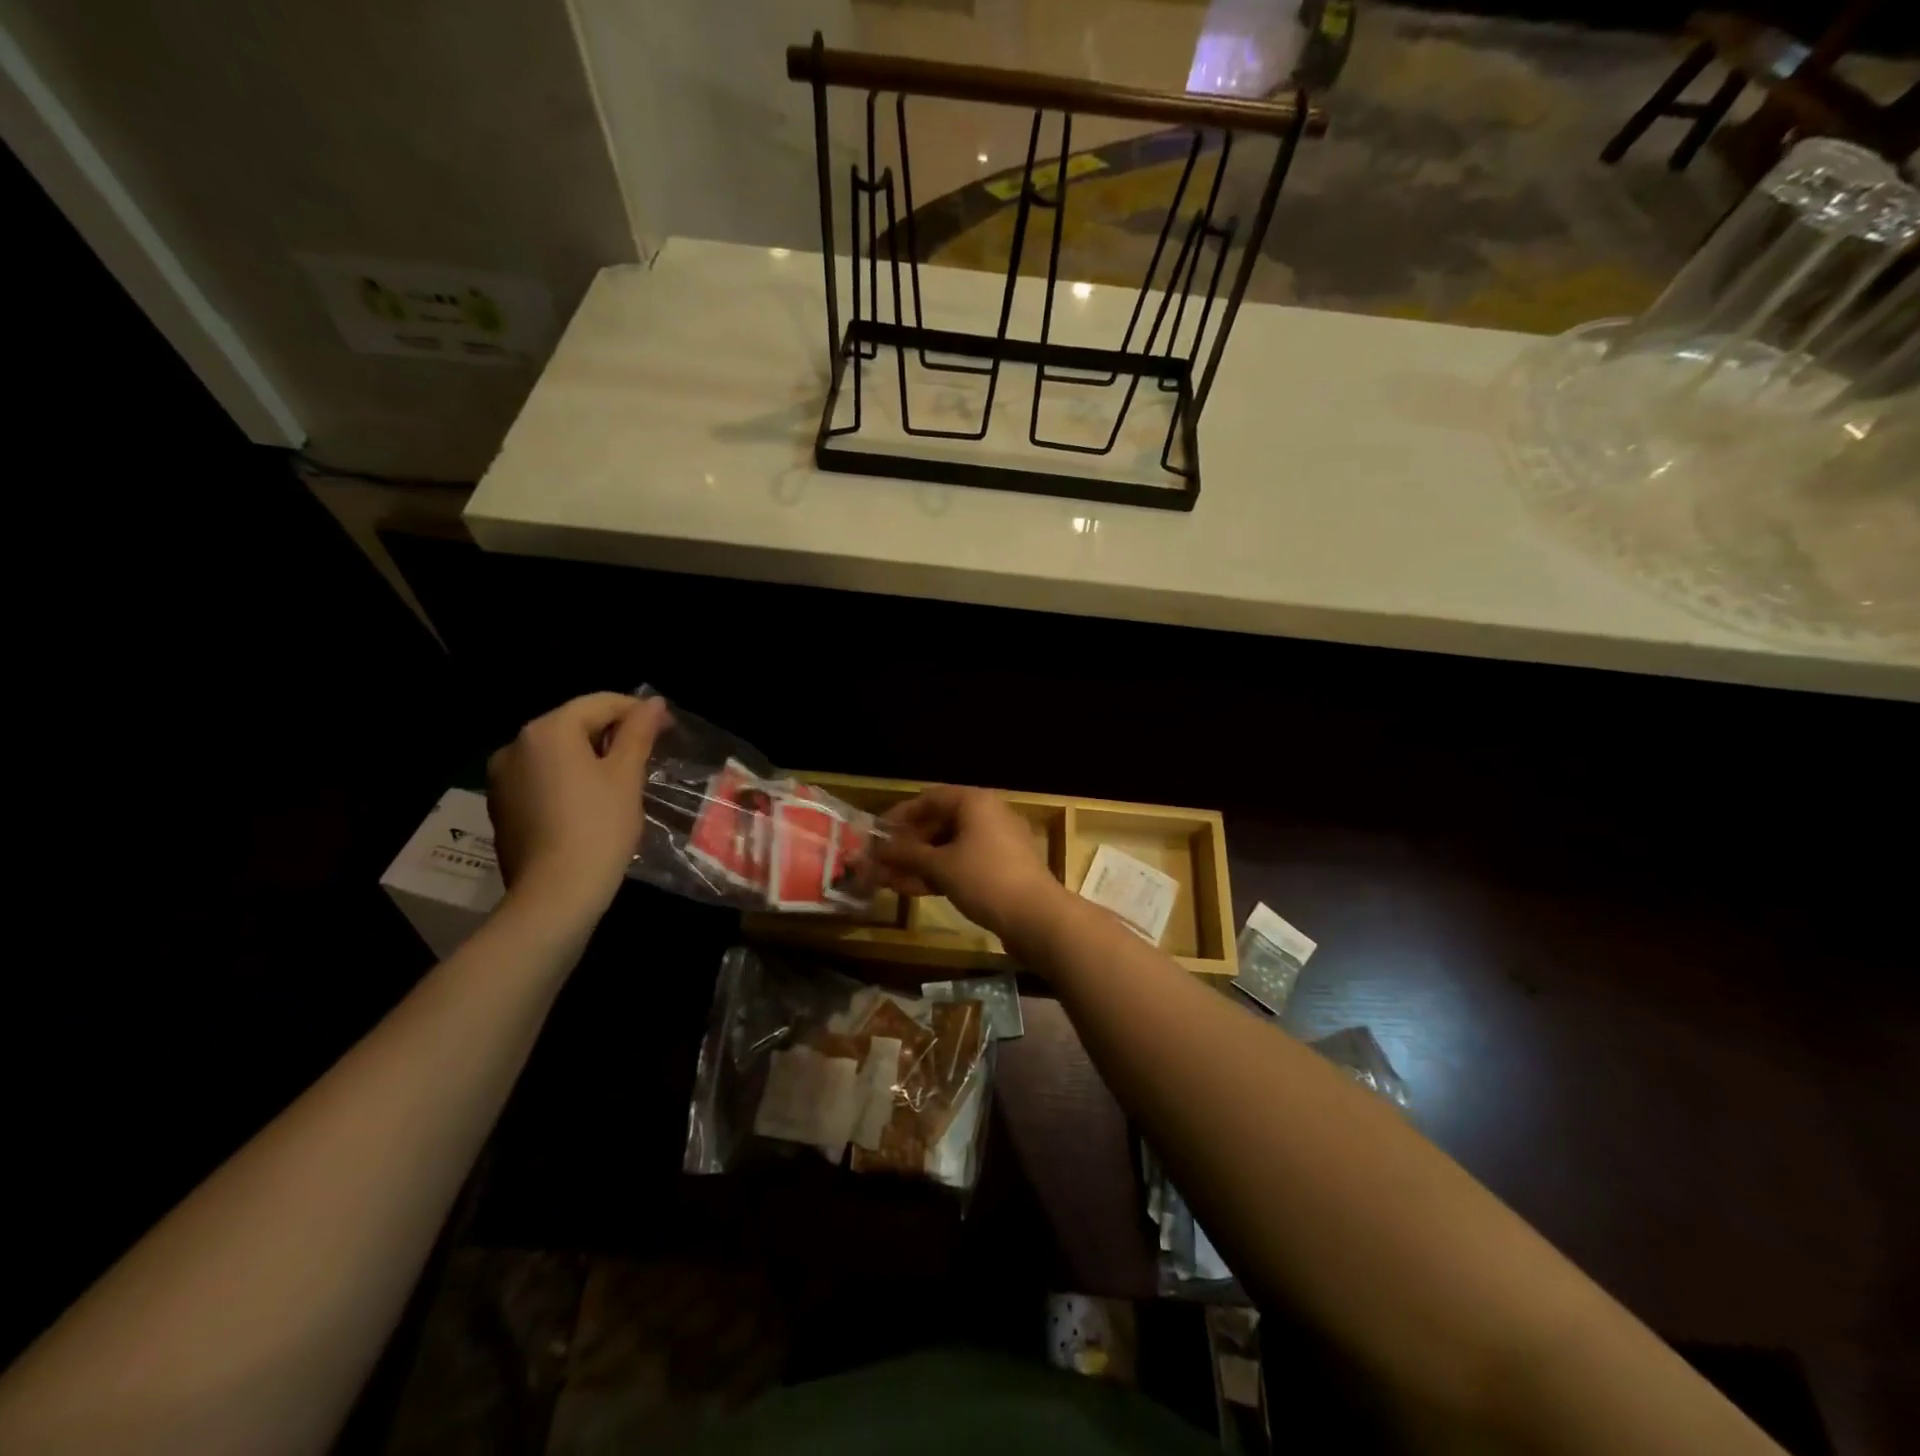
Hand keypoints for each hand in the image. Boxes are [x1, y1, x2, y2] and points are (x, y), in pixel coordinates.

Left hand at [486, 693, 666, 924]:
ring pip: (556, 754)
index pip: (599, 703)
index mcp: (547, 731)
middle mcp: (515, 746)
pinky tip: (592, 804)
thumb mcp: (626, 775)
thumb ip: (638, 733)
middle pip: (573, 725)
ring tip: (623, 780)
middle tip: (649, 754)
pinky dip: (568, 780)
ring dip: (590, 757)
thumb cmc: (600, 827)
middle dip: (612, 734)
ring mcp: (502, 779)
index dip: (637, 711)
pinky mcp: (502, 808)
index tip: (669, 728)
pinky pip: (542, 779)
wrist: (556, 894)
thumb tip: (654, 702)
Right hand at [874, 785, 1066, 943]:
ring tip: (889, 880)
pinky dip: (940, 873)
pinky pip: (964, 863)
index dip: (900, 815)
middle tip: (881, 862)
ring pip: (950, 847)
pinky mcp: (1002, 868)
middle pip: (940, 823)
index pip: (929, 799)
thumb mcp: (939, 866)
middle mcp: (988, 815)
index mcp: (975, 802)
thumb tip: (877, 850)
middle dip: (908, 844)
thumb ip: (906, 854)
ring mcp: (997, 842)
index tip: (877, 834)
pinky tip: (914, 890)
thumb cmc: (984, 879)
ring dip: (920, 863)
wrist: (1036, 916)